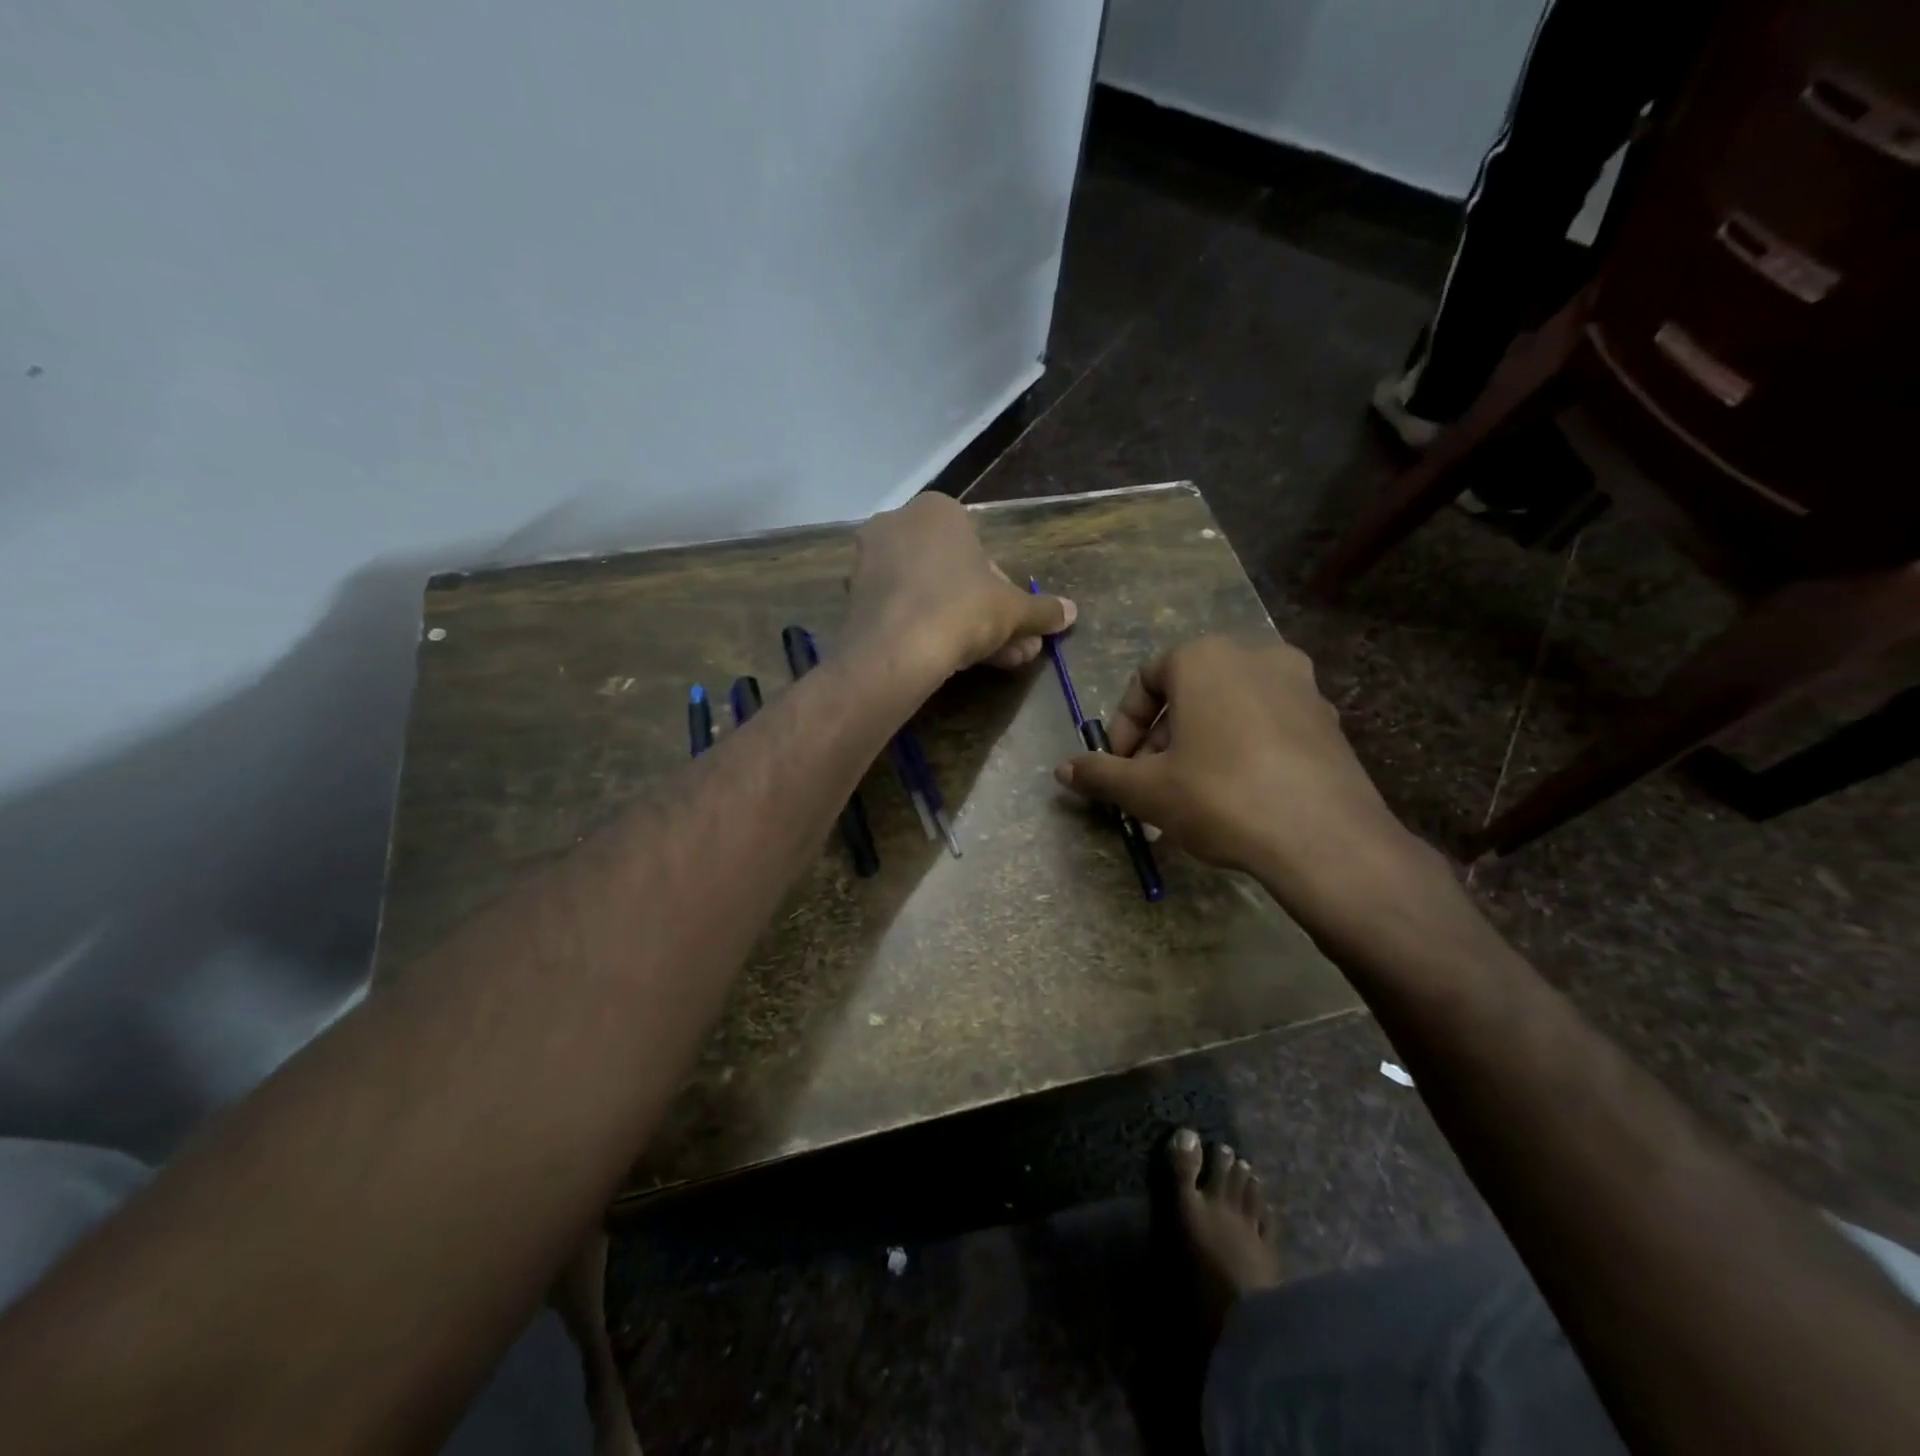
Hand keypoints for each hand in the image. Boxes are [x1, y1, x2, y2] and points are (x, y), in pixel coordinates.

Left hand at [845, 494, 1075, 679]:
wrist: (895, 650)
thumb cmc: (961, 609)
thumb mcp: (1013, 610)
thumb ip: (1041, 609)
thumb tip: (1070, 612)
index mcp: (937, 510)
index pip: (981, 550)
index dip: (1003, 591)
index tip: (1013, 621)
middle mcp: (898, 525)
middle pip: (955, 576)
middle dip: (988, 614)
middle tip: (1013, 647)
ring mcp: (870, 562)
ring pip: (931, 596)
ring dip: (964, 628)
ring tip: (996, 662)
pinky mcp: (853, 599)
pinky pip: (903, 611)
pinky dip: (927, 632)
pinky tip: (951, 663)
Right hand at [1054, 636, 1431, 919]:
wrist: (1324, 838)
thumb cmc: (1220, 796)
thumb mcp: (1146, 789)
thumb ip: (1100, 774)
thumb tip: (1063, 770)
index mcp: (1205, 657)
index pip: (1145, 680)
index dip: (1122, 726)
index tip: (1120, 766)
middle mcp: (1255, 655)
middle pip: (1188, 694)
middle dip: (1160, 740)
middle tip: (1150, 785)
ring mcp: (1300, 685)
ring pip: (1228, 710)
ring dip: (1198, 746)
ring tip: (1188, 796)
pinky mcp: (1328, 720)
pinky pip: (1266, 725)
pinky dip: (1240, 750)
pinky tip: (1236, 797)